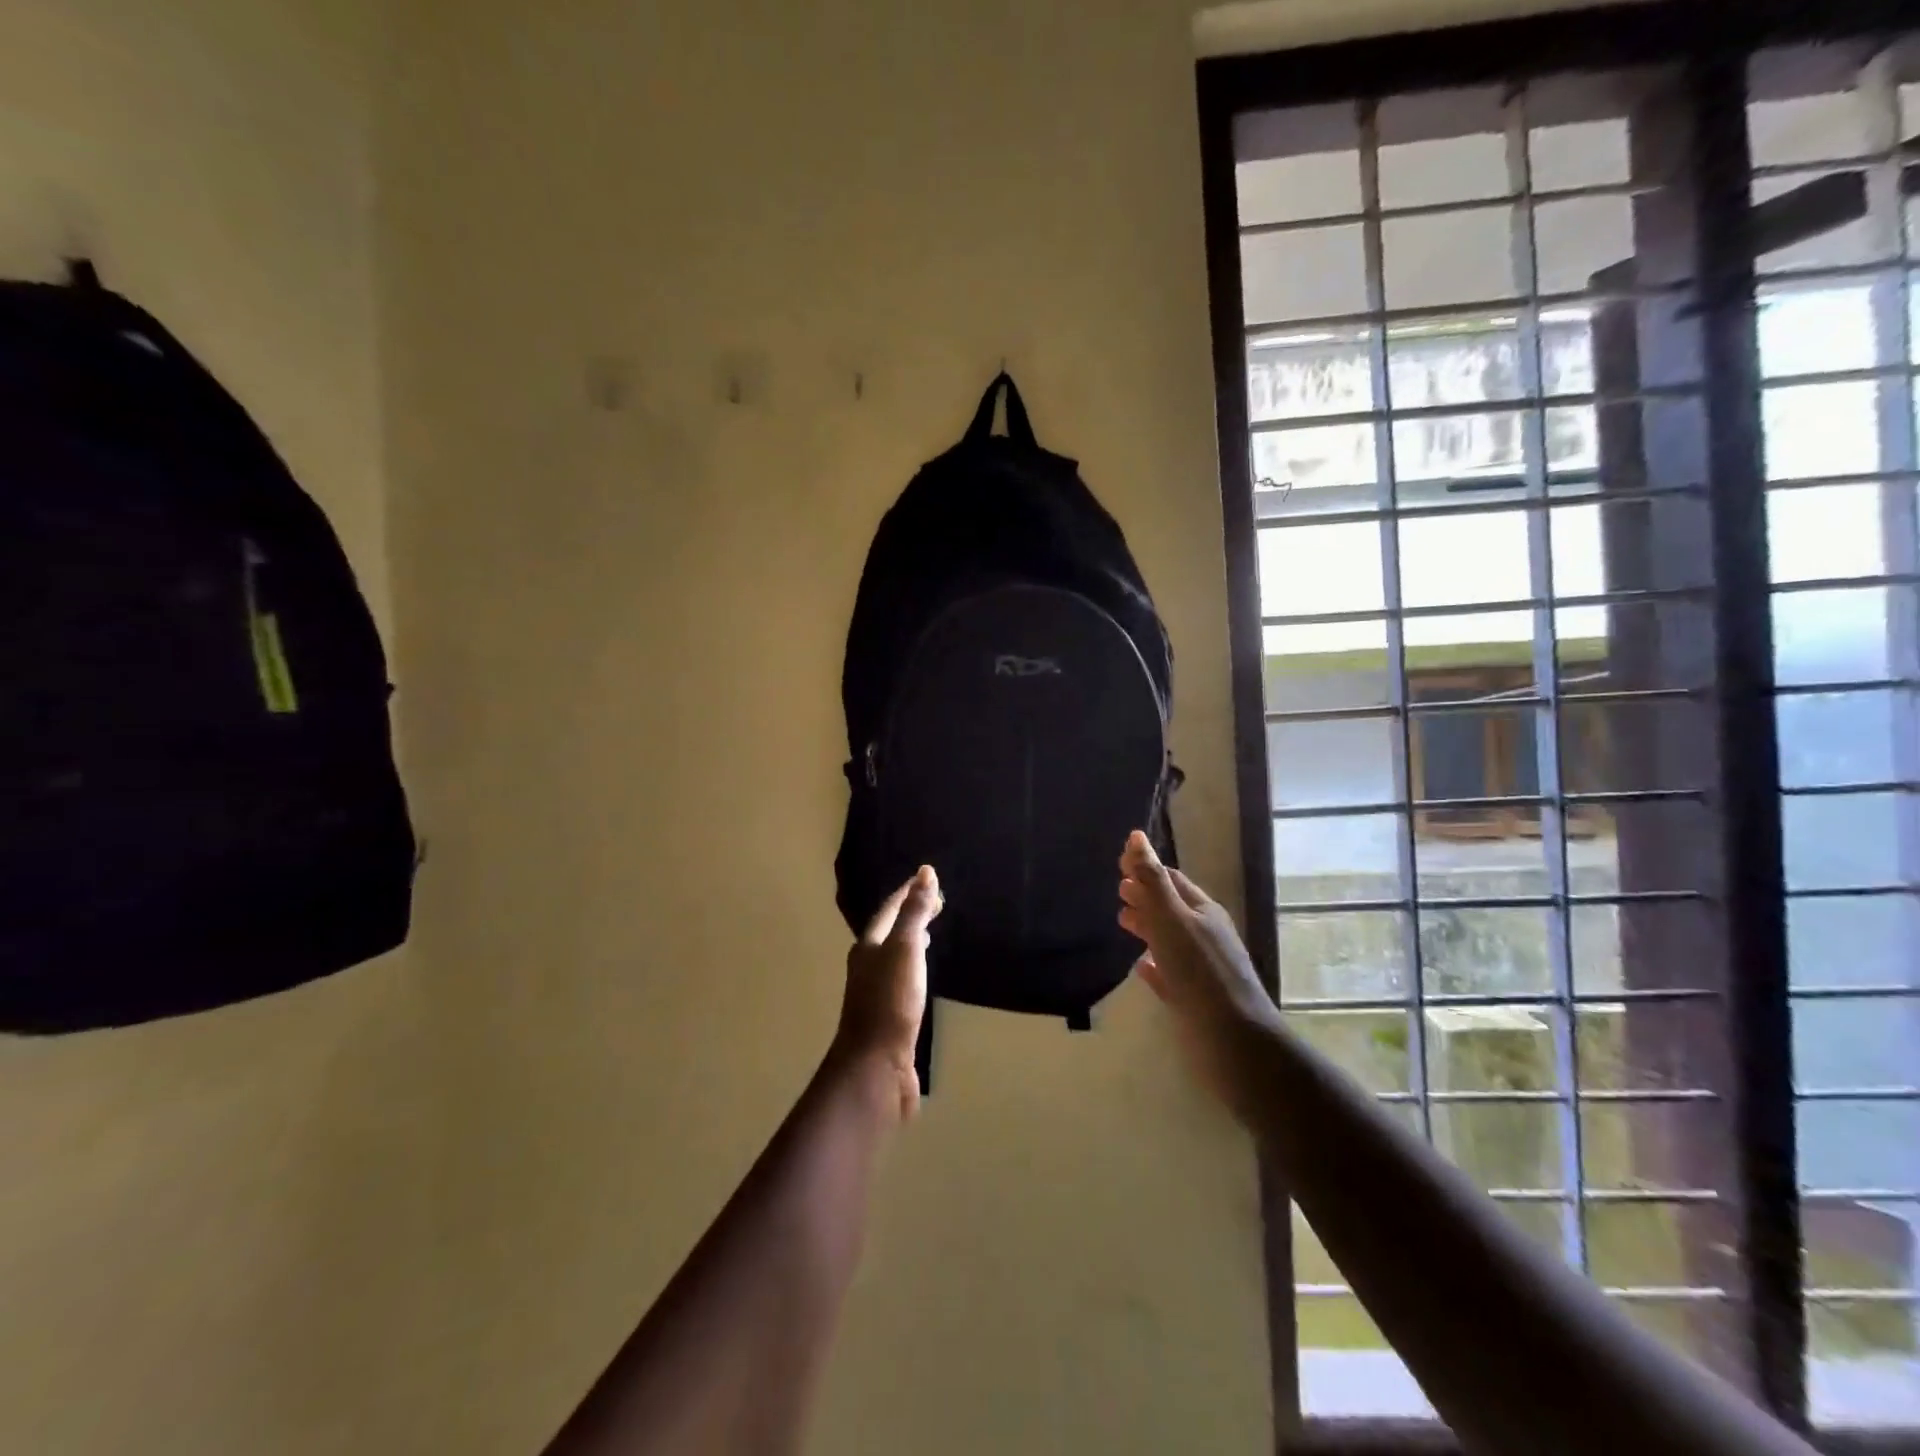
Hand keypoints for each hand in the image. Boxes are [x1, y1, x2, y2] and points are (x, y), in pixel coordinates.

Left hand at [833, 866, 940, 1120]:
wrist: (876, 1066)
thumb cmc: (890, 1002)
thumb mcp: (905, 949)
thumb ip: (914, 912)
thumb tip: (924, 872)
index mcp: (868, 946)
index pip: (889, 909)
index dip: (907, 891)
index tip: (927, 877)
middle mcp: (868, 966)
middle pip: (889, 931)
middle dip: (909, 913)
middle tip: (935, 903)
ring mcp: (876, 992)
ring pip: (894, 956)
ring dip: (910, 940)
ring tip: (928, 933)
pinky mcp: (888, 1016)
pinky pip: (902, 980)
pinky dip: (914, 967)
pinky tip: (923, 976)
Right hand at [1118, 831, 1275, 1116]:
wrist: (1233, 1040)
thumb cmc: (1199, 971)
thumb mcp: (1171, 918)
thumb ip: (1151, 879)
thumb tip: (1136, 836)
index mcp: (1203, 911)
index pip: (1172, 880)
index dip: (1146, 870)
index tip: (1118, 866)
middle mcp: (1206, 935)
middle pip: (1172, 908)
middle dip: (1145, 897)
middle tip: (1117, 894)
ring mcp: (1202, 969)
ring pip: (1171, 940)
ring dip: (1147, 928)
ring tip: (1122, 923)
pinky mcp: (1196, 999)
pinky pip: (1171, 974)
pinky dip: (1154, 965)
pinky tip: (1141, 968)